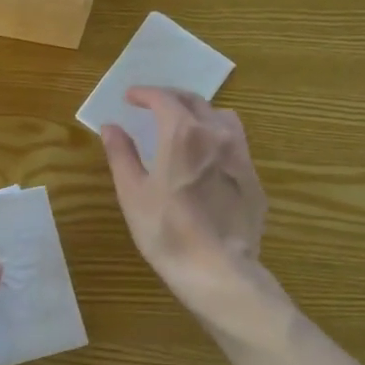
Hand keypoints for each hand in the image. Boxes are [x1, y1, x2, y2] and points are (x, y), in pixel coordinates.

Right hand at [102, 88, 266, 319]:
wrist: (218, 270)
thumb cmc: (166, 231)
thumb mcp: (133, 192)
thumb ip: (121, 154)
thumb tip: (111, 127)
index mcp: (182, 133)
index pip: (163, 98)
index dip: (144, 93)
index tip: (130, 97)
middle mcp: (216, 134)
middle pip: (194, 101)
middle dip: (170, 97)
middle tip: (152, 105)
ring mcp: (240, 155)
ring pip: (222, 117)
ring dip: (199, 113)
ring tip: (184, 125)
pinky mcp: (254, 178)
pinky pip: (236, 144)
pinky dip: (217, 138)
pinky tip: (206, 159)